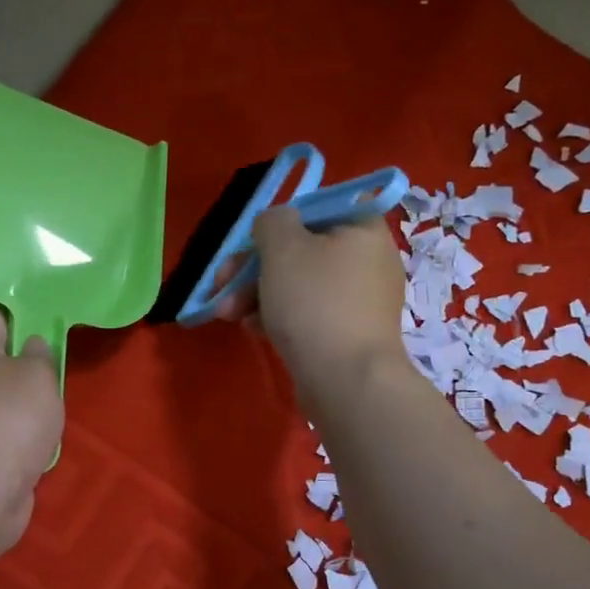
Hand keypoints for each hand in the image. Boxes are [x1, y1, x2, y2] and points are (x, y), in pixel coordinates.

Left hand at [0, 310, 63, 552]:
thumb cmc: (10, 418)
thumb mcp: (39, 376)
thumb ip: (40, 357)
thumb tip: (31, 347)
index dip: (12, 320)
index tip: (39, 333)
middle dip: (19, 372)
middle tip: (50, 381)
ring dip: (19, 414)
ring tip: (48, 422)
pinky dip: (15, 446)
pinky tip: (35, 454)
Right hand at [216, 206, 407, 404]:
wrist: (346, 381)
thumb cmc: (315, 302)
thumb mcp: (282, 247)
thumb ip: (271, 222)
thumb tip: (274, 225)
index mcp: (363, 229)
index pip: (320, 208)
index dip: (281, 220)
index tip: (252, 240)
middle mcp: (368, 261)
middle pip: (302, 250)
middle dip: (254, 266)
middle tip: (222, 282)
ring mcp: (359, 301)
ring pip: (299, 285)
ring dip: (257, 293)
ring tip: (227, 314)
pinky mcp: (347, 334)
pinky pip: (307, 314)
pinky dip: (278, 316)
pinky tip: (252, 329)